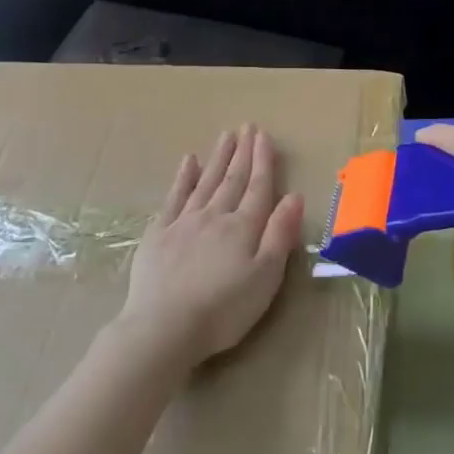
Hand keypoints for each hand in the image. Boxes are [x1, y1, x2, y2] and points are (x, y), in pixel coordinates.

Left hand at [119, 125, 304, 368]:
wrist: (164, 327)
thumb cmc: (224, 309)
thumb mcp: (265, 277)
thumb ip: (280, 234)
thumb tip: (295, 196)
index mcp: (243, 227)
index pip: (258, 187)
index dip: (263, 161)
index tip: (264, 136)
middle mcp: (215, 216)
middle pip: (232, 179)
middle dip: (242, 152)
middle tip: (247, 126)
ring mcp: (183, 222)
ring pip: (206, 181)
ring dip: (218, 158)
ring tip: (226, 135)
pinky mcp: (158, 234)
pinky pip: (174, 197)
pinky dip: (183, 177)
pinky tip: (189, 162)